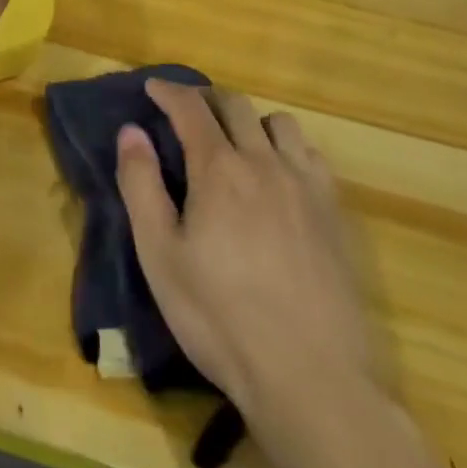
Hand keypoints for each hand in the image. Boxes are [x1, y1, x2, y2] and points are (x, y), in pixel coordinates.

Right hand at [115, 81, 376, 423]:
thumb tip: (131, 131)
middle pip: (236, 106)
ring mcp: (306, 187)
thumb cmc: (220, 318)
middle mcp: (264, 163)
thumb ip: (141, 185)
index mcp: (219, 169)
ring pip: (279, 124)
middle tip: (187, 113)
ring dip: (251, 121)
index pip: (190, 107)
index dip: (168, 91)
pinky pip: (312, 156)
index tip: (152, 87)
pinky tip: (280, 176)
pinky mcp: (335, 216)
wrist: (312, 379)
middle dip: (206, 99)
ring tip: (236, 143)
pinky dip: (289, 149)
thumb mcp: (159, 255)